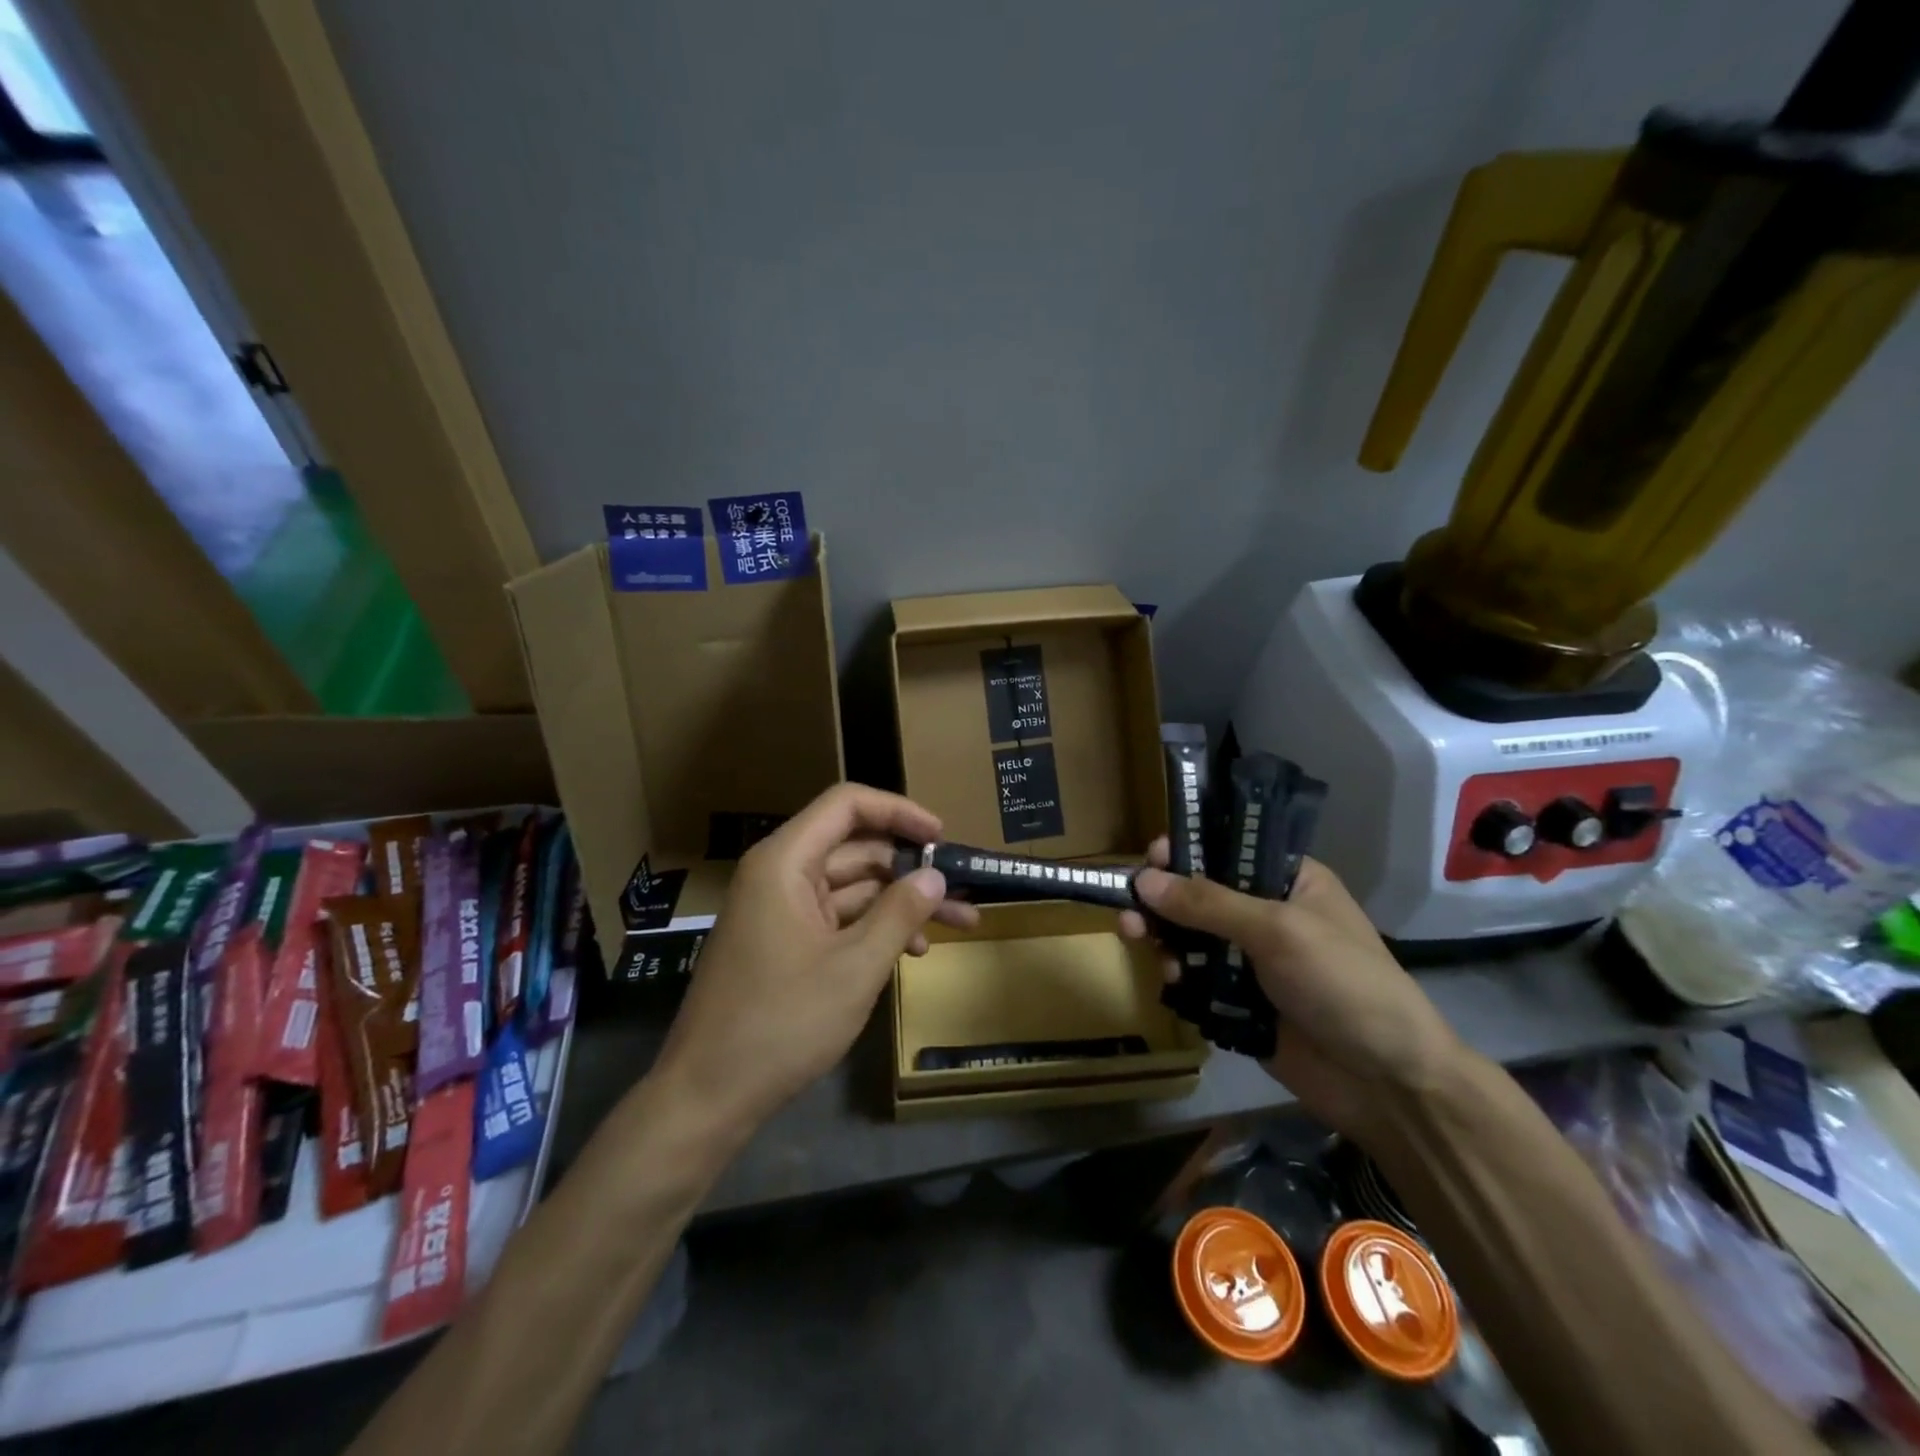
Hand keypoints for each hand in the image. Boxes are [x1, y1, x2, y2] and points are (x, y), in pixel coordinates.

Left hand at [652, 784, 979, 1132]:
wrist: (707, 1095)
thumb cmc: (781, 1023)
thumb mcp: (854, 968)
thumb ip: (899, 913)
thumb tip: (935, 875)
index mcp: (785, 862)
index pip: (847, 805)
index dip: (899, 811)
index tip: (942, 836)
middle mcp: (780, 874)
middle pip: (855, 847)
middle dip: (912, 866)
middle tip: (963, 887)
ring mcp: (781, 909)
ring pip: (853, 886)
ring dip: (902, 901)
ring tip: (960, 922)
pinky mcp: (785, 942)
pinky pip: (838, 917)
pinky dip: (875, 927)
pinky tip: (914, 952)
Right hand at [1119, 844, 1465, 1143]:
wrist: (1386, 1084)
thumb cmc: (1343, 985)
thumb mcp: (1278, 931)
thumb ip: (1207, 903)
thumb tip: (1143, 880)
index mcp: (1289, 880)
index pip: (1227, 849)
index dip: (1187, 849)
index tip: (1150, 858)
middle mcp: (1266, 913)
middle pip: (1199, 893)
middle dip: (1163, 899)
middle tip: (1130, 908)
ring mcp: (1251, 959)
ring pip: (1190, 935)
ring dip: (1163, 936)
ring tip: (1139, 941)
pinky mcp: (1238, 1000)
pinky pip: (1194, 976)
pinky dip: (1177, 974)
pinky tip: (1171, 980)